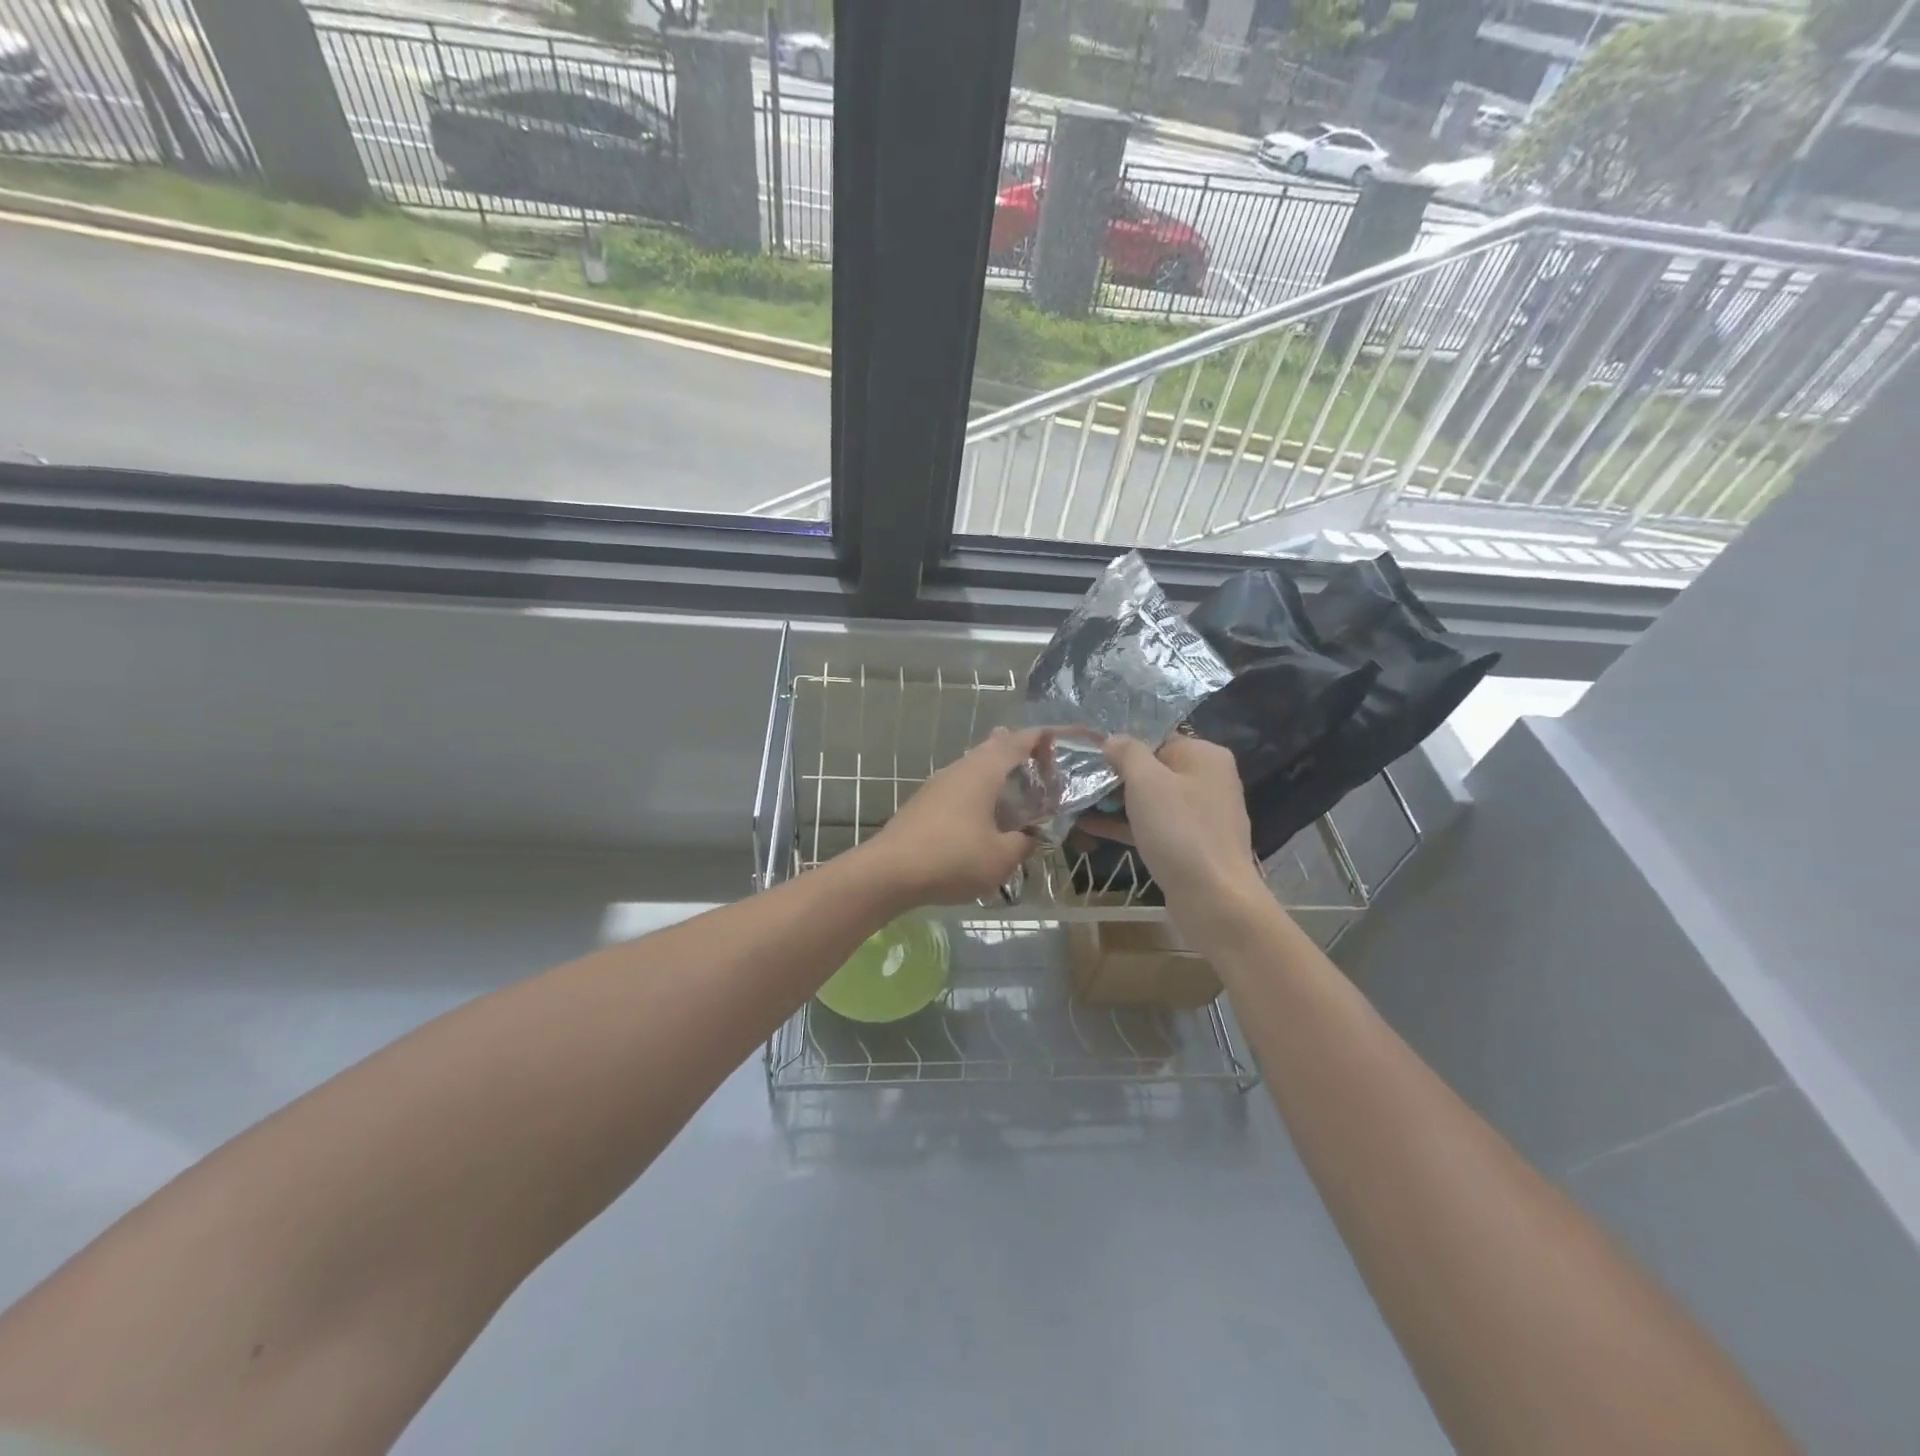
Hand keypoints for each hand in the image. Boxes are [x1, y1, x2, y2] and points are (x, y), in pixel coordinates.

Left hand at [862, 727, 1055, 906]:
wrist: (889, 872)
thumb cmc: (953, 858)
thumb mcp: (1001, 858)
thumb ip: (1023, 844)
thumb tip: (1032, 837)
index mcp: (984, 771)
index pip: (1018, 742)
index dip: (1041, 739)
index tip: (1059, 744)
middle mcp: (960, 769)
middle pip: (992, 747)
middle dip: (1016, 751)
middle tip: (1039, 765)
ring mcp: (937, 784)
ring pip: (973, 766)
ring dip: (995, 772)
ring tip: (1014, 789)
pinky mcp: (923, 803)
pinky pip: (959, 786)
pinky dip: (977, 791)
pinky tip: (981, 814)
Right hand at [1092, 734, 1264, 913]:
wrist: (1214, 899)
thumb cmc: (1180, 830)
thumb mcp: (1147, 782)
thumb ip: (1127, 753)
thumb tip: (1113, 739)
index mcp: (1204, 755)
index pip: (1156, 737)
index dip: (1121, 744)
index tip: (1087, 752)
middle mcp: (1207, 779)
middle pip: (1153, 768)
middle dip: (1115, 774)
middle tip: (1076, 778)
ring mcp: (1200, 815)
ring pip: (1150, 799)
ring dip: (1115, 801)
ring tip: (1075, 800)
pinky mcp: (1189, 845)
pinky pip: (1152, 825)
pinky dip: (1125, 824)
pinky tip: (1088, 826)